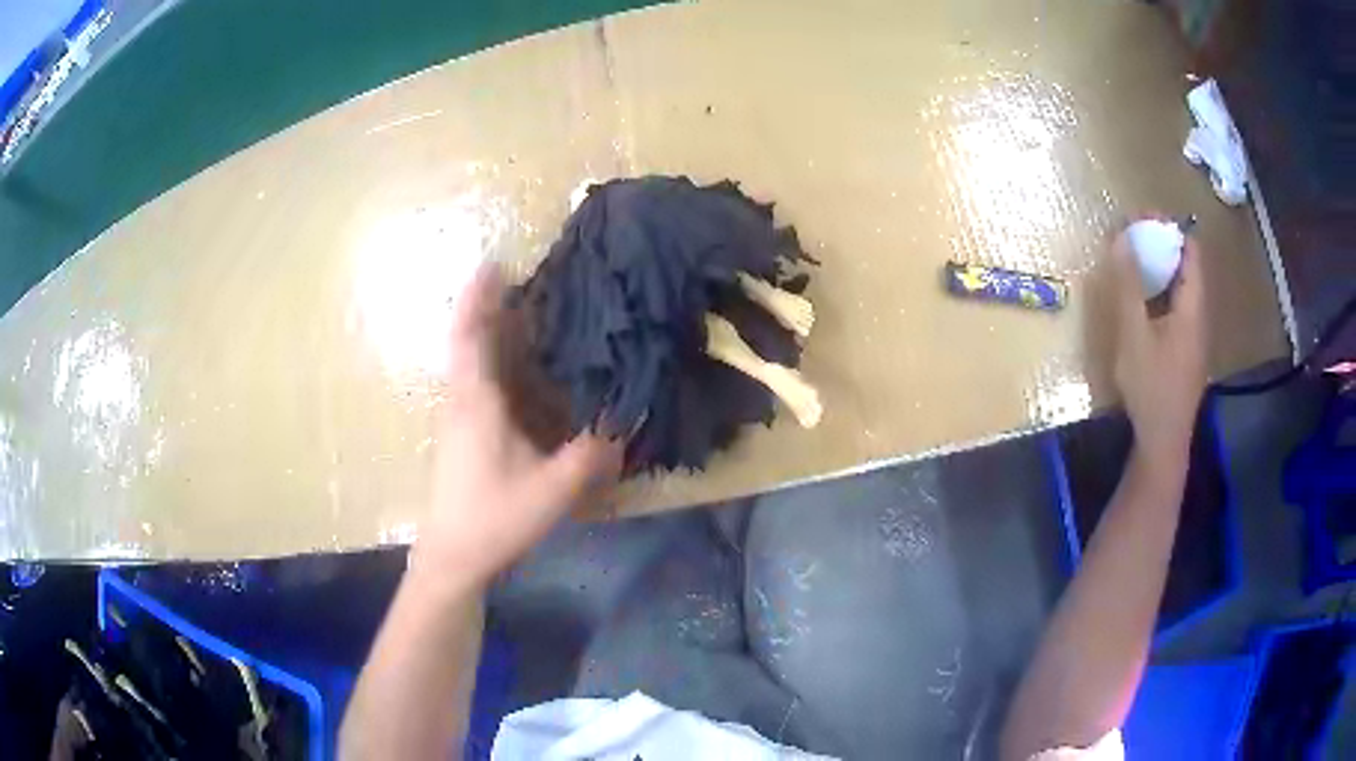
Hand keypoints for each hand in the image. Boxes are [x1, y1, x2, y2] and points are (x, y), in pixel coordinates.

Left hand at [415, 265, 620, 585]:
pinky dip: (494, 362)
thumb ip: (592, 456)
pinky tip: (521, 372)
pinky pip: (476, 383)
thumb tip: (627, 423)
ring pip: (471, 362)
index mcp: (476, 401)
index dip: (478, 296)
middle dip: (490, 306)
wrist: (453, 555)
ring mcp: (458, 418)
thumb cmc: (495, 517)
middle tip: (526, 281)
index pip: (470, 334)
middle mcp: (462, 400)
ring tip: (527, 314)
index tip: (493, 262)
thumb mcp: (552, 489)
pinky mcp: (461, 436)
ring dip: (492, 333)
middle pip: (469, 340)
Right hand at [1110, 223, 1207, 468]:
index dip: (1169, 228)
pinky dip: (1160, 292)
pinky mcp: (1185, 352)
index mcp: (1193, 307)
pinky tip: (1142, 301)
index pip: (1191, 251)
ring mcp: (1194, 337)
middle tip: (1131, 235)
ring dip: (1160, 268)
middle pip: (1187, 267)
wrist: (1163, 443)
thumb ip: (1128, 286)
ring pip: (1181, 289)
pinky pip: (1176, 307)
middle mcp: (1199, 317)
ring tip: (1133, 260)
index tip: (1141, 216)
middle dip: (1161, 244)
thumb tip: (1121, 238)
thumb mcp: (1133, 335)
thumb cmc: (1151, 389)